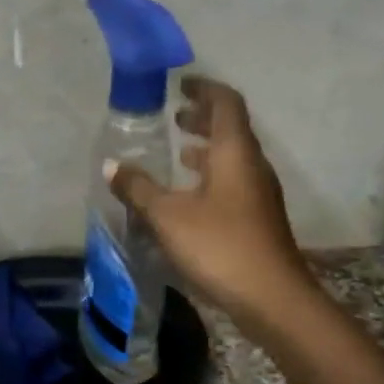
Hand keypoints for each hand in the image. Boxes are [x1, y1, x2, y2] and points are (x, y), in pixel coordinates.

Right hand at [108, 76, 314, 331]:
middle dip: (203, 118)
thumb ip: (139, 189)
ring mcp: (259, 193)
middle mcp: (252, 166)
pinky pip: (233, 182)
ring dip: (207, 149)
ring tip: (177, 153)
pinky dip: (211, 175)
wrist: (272, 298)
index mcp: (236, 152)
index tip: (181, 85)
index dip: (204, 89)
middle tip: (174, 118)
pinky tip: (188, 196)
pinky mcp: (258, 218)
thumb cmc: (220, 246)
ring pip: (233, 157)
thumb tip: (111, 166)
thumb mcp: (168, 216)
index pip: (226, 103)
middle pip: (231, 128)